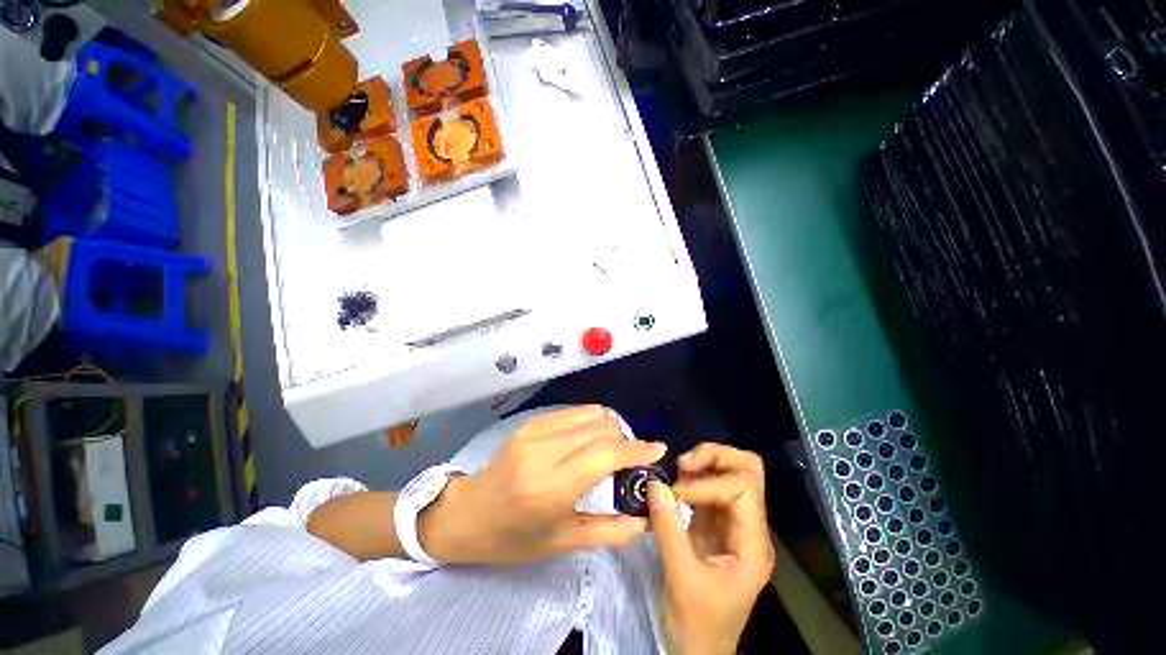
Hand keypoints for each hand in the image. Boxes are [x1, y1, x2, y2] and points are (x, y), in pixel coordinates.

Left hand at [420, 406, 666, 565]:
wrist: (467, 514)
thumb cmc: (513, 538)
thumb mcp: (562, 544)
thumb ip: (611, 531)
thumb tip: (647, 517)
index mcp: (551, 486)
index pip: (607, 453)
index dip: (638, 449)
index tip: (658, 451)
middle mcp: (544, 450)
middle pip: (603, 427)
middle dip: (625, 441)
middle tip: (629, 462)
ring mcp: (535, 430)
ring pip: (591, 413)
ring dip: (610, 429)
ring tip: (609, 451)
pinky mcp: (531, 422)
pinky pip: (574, 412)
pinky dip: (591, 423)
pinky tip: (588, 441)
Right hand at [650, 444, 775, 654]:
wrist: (698, 650)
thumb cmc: (697, 624)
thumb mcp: (681, 578)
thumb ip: (668, 529)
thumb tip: (655, 484)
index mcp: (753, 544)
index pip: (743, 490)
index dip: (709, 483)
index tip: (676, 494)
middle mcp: (749, 527)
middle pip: (748, 471)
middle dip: (717, 457)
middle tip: (684, 463)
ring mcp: (732, 523)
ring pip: (730, 473)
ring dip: (704, 464)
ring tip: (677, 471)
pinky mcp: (714, 524)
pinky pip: (709, 488)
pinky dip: (693, 479)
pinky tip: (675, 485)